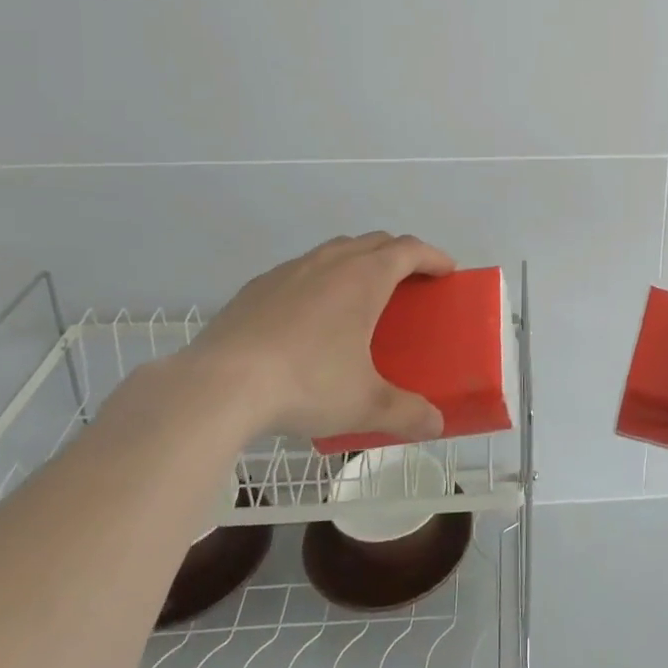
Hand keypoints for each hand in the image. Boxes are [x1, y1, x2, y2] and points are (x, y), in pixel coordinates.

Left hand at [185, 233, 455, 442]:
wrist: (219, 385)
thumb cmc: (306, 384)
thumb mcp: (364, 405)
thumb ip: (406, 413)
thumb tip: (436, 426)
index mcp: (365, 277)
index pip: (409, 249)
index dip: (433, 256)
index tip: (447, 271)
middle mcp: (331, 262)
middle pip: (375, 242)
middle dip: (399, 254)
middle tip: (410, 282)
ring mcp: (290, 270)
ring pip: (336, 250)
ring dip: (358, 261)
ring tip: (361, 295)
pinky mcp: (257, 286)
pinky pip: (301, 270)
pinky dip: (320, 279)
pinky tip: (309, 315)